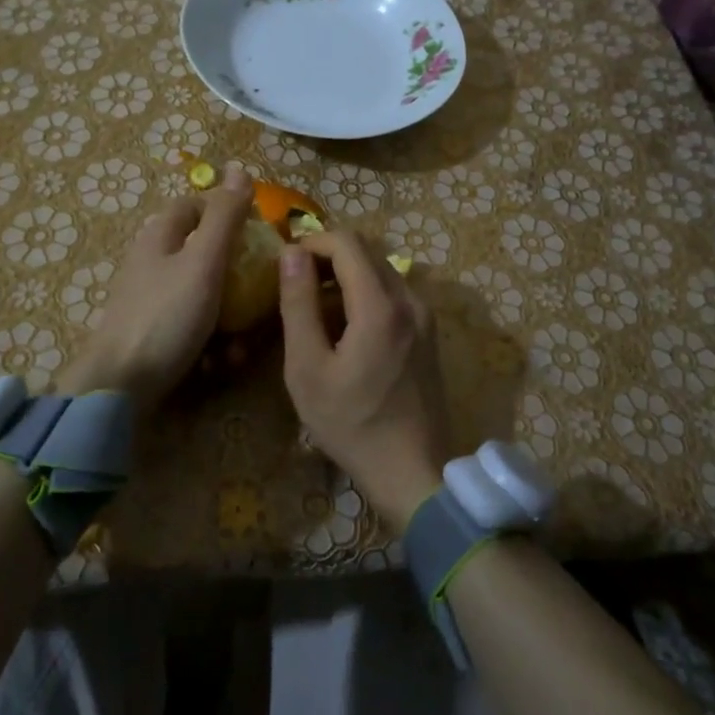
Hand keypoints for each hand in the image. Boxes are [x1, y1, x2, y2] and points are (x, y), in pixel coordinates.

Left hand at [57, 164, 253, 412]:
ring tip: (242, 343)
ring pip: (200, 295)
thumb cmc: (166, 316)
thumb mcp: (203, 262)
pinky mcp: (150, 335)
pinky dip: (209, 341)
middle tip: (259, 291)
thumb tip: (238, 166)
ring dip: (227, 316)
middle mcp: (150, 263)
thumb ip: (224, 217)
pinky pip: (189, 327)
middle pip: (200, 253)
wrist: (119, 387)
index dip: (224, 211)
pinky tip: (220, 362)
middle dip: (234, 274)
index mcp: (159, 237)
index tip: (256, 233)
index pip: (192, 206)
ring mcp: (148, 301)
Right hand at [279, 231, 450, 532]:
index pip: (347, 242)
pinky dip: (365, 292)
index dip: (312, 241)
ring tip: (314, 305)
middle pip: (367, 251)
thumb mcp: (308, 368)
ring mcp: (425, 315)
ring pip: (381, 269)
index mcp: (380, 305)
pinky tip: (345, 325)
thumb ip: (298, 305)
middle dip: (327, 255)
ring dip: (346, 273)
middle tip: (295, 282)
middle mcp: (410, 299)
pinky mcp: (428, 332)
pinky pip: (393, 292)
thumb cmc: (352, 424)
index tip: (285, 262)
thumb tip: (292, 254)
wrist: (414, 472)